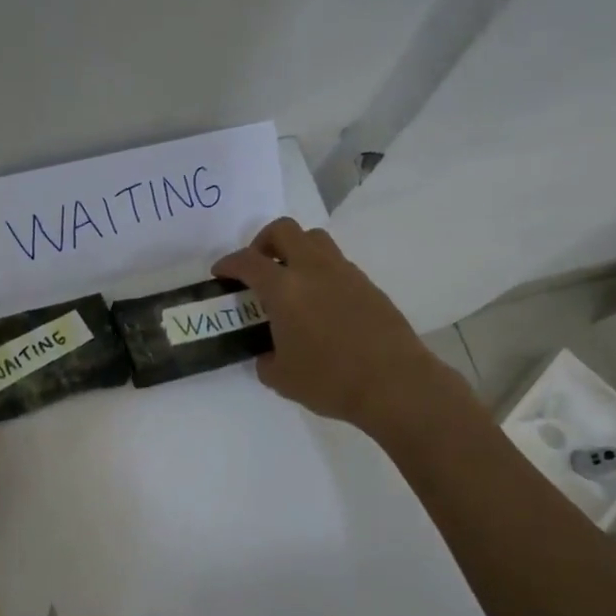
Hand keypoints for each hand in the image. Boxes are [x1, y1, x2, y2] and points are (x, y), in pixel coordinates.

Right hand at [213, 218, 451, 434]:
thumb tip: (268, 353)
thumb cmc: (330, 381)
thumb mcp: (281, 378)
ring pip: (315, 240)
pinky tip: (320, 303)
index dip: (229, 263)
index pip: (248, 262)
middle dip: (263, 241)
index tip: (220, 273)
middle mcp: (314, 270)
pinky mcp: (368, 285)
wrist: (394, 384)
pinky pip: (337, 264)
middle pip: (285, 230)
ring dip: (295, 250)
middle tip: (258, 266)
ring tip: (290, 279)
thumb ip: (266, 360)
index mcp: (285, 289)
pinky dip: (320, 271)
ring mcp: (345, 274)